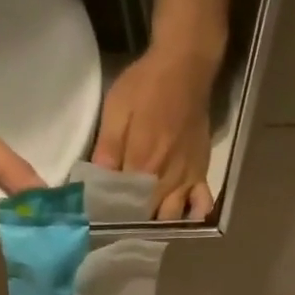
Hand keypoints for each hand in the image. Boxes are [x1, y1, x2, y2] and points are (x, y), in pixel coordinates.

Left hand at [94, 44, 216, 220]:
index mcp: (141, 165)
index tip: (100, 219)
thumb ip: (107, 148)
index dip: (111, 215)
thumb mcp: (116, 109)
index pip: (123, 204)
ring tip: (144, 225)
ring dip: (158, 226)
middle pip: (147, 217)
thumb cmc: (146, 85)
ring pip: (171, 218)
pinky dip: (191, 216)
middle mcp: (165, 180)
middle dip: (133, 225)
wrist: (185, 68)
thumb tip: (94, 180)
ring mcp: (186, 180)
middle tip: (119, 225)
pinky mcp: (200, 174)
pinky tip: (181, 218)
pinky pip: (201, 205)